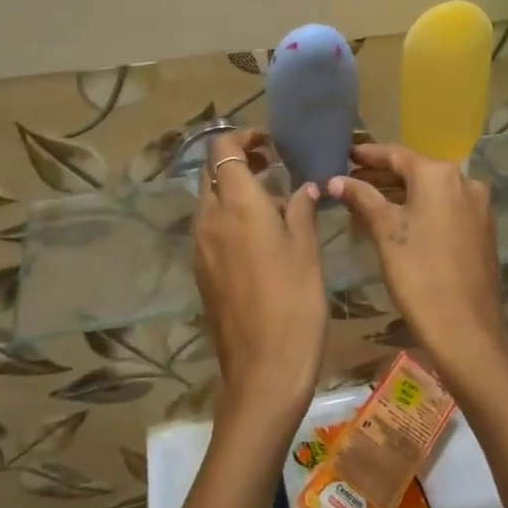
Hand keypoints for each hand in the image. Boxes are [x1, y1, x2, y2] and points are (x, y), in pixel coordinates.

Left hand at [192, 130, 327, 452]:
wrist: (263, 369)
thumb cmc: (295, 302)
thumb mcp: (307, 250)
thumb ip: (301, 209)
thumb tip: (303, 188)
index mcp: (237, 204)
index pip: (223, 149)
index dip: (243, 138)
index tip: (271, 144)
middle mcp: (210, 218)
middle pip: (211, 172)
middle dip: (237, 161)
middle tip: (273, 168)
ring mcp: (200, 247)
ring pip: (209, 201)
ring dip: (233, 190)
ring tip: (271, 202)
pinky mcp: (201, 271)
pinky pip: (209, 229)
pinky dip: (228, 218)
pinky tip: (258, 237)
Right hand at [328, 143, 507, 400]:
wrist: (466, 329)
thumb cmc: (419, 275)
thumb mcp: (385, 233)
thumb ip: (362, 198)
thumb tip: (335, 180)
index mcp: (440, 175)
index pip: (396, 155)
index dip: (368, 155)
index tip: (345, 154)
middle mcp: (465, 181)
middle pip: (415, 171)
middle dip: (382, 175)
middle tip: (350, 180)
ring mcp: (478, 205)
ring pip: (432, 190)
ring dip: (401, 193)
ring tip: (367, 200)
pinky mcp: (483, 228)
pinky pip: (446, 207)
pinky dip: (421, 208)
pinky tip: (399, 219)